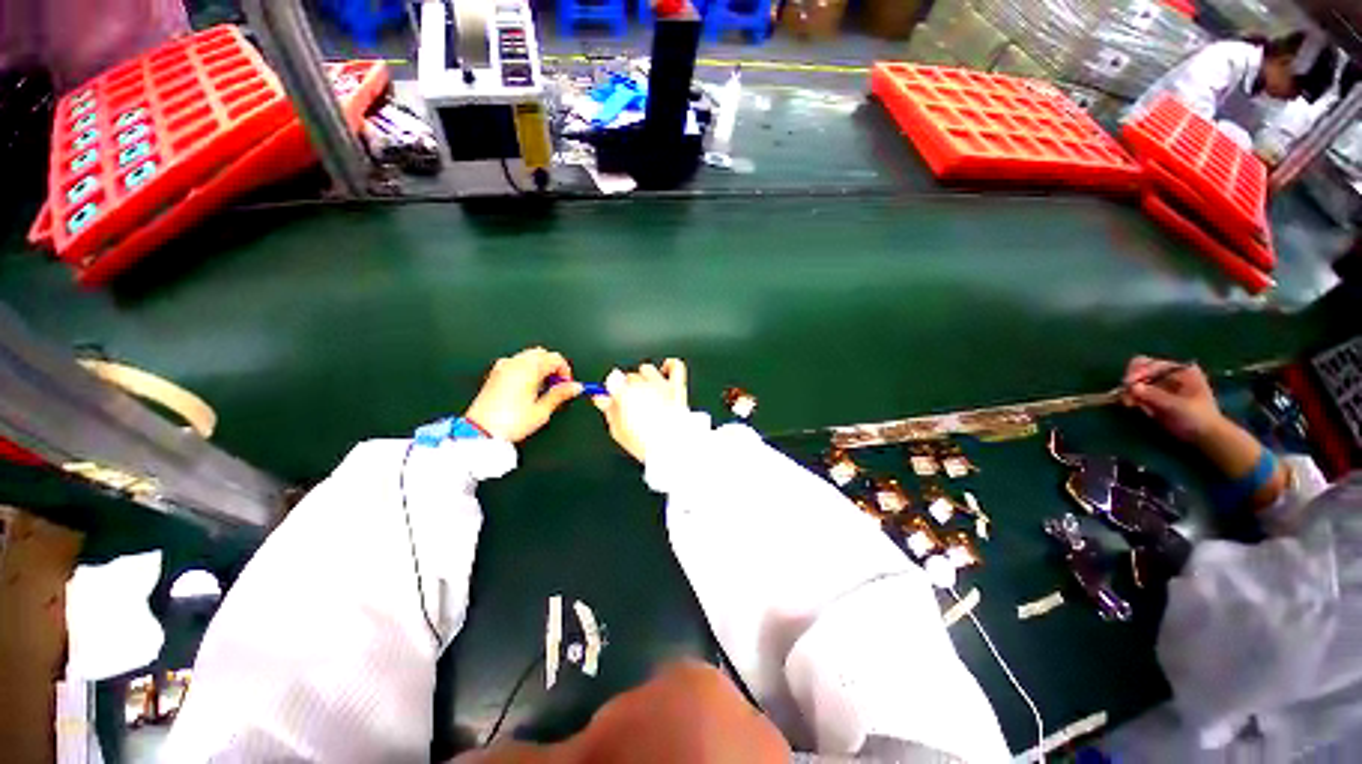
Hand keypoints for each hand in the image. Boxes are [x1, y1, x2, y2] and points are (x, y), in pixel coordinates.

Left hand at [463, 348, 579, 442]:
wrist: (480, 431)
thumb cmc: (508, 422)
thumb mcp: (542, 410)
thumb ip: (560, 394)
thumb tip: (575, 387)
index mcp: (529, 368)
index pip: (556, 358)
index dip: (566, 371)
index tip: (568, 385)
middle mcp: (515, 363)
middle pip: (542, 354)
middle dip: (553, 367)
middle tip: (557, 386)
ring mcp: (503, 367)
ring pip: (529, 357)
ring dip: (540, 367)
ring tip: (542, 389)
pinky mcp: (495, 374)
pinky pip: (516, 363)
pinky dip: (526, 370)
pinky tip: (528, 388)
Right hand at [593, 359, 688, 462]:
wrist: (671, 446)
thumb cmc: (644, 442)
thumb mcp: (617, 430)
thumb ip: (608, 409)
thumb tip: (602, 399)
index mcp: (625, 393)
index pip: (612, 379)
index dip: (612, 389)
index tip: (612, 396)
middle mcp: (643, 385)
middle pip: (630, 376)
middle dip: (628, 387)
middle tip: (630, 402)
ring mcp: (661, 384)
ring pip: (647, 369)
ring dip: (644, 378)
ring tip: (646, 391)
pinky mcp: (676, 387)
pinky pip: (675, 366)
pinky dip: (669, 365)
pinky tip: (664, 370)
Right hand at [1120, 356, 1223, 442]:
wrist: (1205, 436)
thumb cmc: (1198, 418)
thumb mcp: (1178, 406)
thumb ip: (1155, 395)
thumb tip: (1132, 387)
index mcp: (1179, 370)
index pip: (1150, 364)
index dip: (1137, 372)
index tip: (1128, 385)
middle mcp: (1168, 374)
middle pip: (1139, 370)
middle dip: (1131, 382)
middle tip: (1125, 395)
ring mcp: (1159, 386)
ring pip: (1134, 382)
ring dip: (1128, 392)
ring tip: (1128, 404)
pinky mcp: (1153, 397)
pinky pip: (1134, 393)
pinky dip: (1129, 398)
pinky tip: (1130, 406)